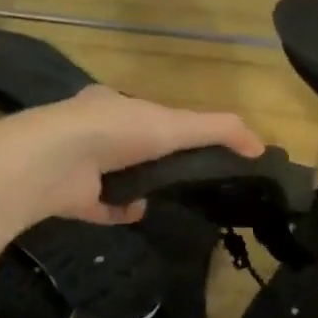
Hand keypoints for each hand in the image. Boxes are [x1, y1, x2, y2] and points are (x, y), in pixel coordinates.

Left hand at [0, 86, 264, 223]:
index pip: (146, 113)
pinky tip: (137, 213)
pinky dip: (120, 211)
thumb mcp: (176, 124)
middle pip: (129, 144)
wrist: (56, 162)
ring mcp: (79, 165)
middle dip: (153, 157)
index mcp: (111, 104)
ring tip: (163, 196)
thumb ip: (219, 131)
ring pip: (115, 175)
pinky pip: (101, 206)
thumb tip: (261, 147)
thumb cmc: (117, 131)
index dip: (171, 126)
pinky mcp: (71, 197)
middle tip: (184, 176)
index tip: (194, 145)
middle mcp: (91, 131)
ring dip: (138, 185)